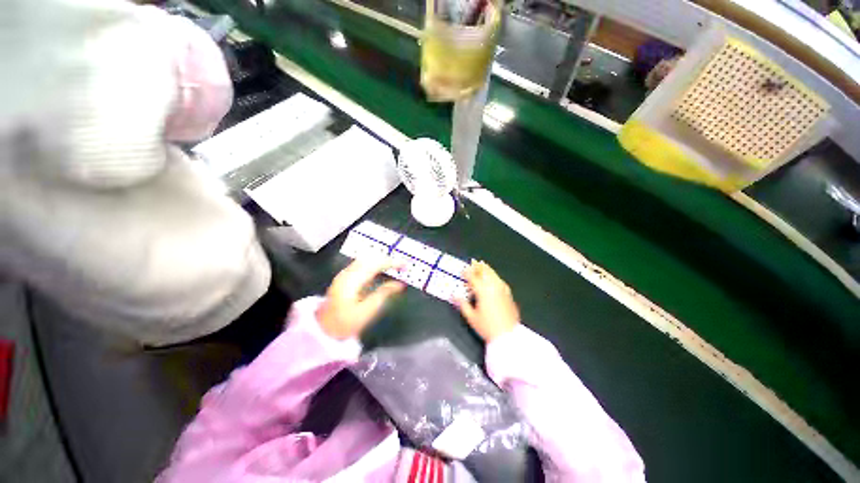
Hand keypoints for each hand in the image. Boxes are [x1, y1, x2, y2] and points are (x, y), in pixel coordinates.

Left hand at [317, 258, 405, 339]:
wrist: (322, 331)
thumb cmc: (345, 324)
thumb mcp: (366, 311)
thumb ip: (383, 294)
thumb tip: (400, 284)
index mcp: (352, 281)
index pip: (375, 264)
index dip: (392, 262)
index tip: (406, 265)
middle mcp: (347, 273)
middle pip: (370, 258)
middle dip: (387, 259)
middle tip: (402, 266)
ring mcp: (344, 274)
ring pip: (365, 260)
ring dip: (381, 261)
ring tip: (395, 267)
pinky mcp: (344, 278)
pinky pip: (362, 265)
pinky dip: (374, 265)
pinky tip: (381, 271)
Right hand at [456, 260, 519, 342]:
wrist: (508, 336)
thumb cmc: (487, 327)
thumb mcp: (471, 317)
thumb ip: (462, 304)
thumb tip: (454, 295)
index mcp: (483, 291)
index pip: (473, 278)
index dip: (467, 273)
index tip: (463, 270)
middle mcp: (493, 287)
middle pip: (485, 272)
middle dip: (478, 267)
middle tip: (473, 262)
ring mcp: (502, 290)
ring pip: (494, 275)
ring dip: (487, 269)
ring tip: (483, 265)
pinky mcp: (508, 295)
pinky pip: (500, 281)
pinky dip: (495, 277)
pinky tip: (494, 278)